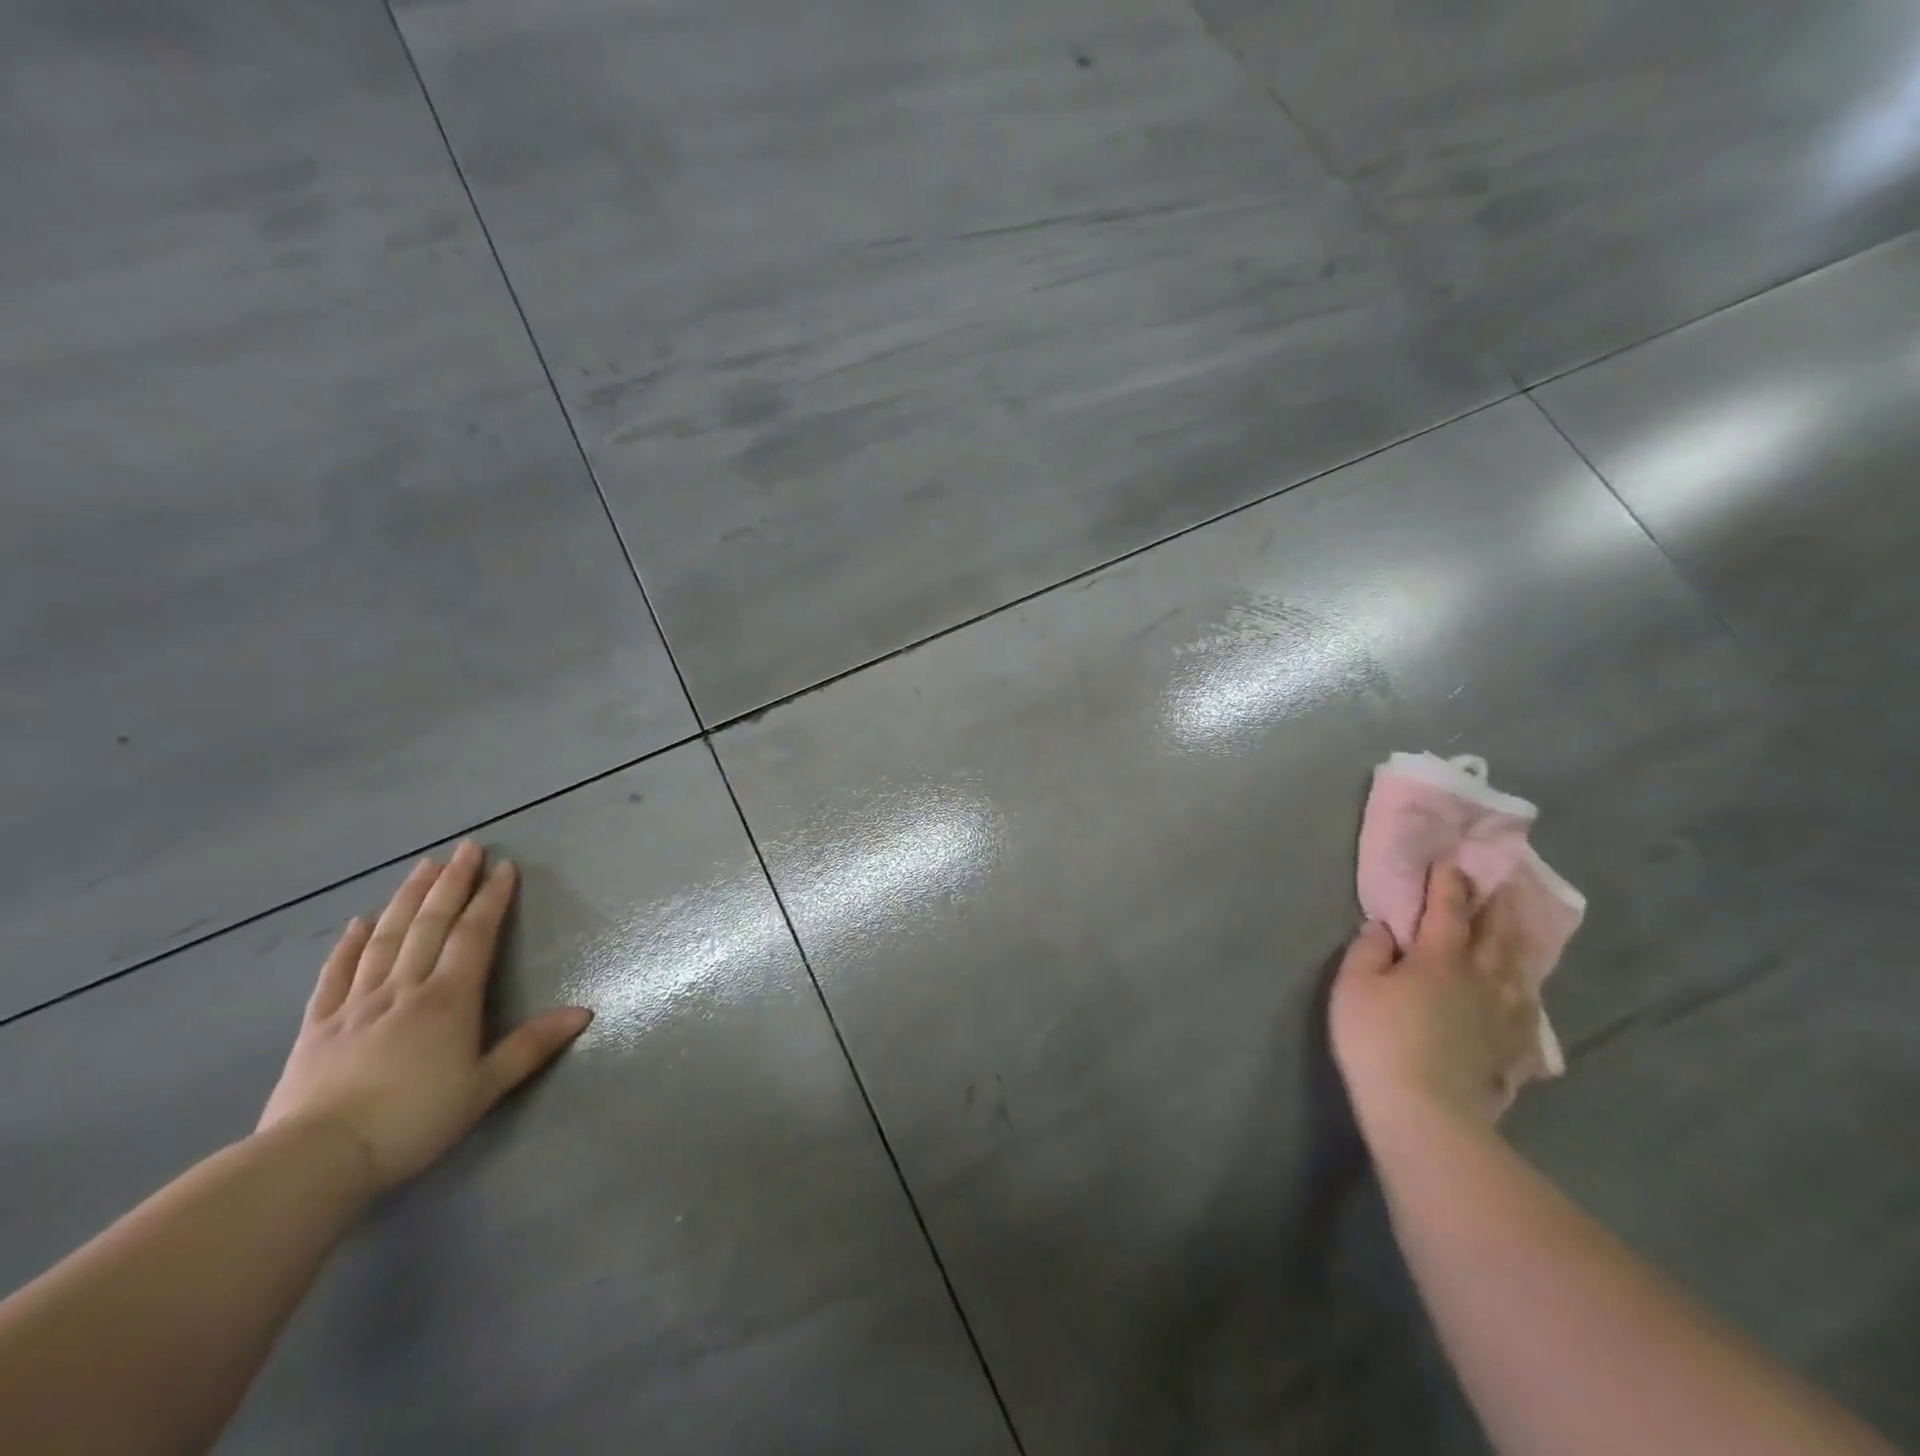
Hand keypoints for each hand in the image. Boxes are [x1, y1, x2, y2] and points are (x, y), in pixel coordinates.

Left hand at [258, 841, 591, 1192]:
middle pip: (431, 924)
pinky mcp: (319, 1025)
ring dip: (407, 899)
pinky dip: (350, 944)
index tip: (504, 867)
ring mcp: (357, 1003)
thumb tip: (584, 1012)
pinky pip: (337, 973)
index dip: (491, 899)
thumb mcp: (484, 1087)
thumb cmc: (413, 1121)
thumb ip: (532, 1046)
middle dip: (452, 883)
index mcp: (448, 1000)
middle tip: (467, 848)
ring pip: (386, 938)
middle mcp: (405, 989)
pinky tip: (359, 922)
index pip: (475, 935)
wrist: (316, 1160)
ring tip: (422, 867)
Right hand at [1330, 862, 1546, 1133]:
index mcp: (1440, 958)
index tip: (1451, 862)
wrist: (1425, 1111)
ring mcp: (1504, 1017)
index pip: (1448, 910)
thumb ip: (1368, 950)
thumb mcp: (1353, 985)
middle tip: (1504, 884)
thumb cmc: (1378, 1039)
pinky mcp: (1514, 1052)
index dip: (1448, 884)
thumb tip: (1383, 926)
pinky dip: (1528, 999)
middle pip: (1496, 935)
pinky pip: (1528, 1017)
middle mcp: (1482, 979)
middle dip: (1497, 906)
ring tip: (1522, 930)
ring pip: (1520, 971)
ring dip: (1520, 944)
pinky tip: (1528, 1001)